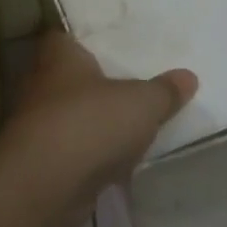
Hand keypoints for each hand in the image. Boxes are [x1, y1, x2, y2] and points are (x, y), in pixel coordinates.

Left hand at [0, 32, 197, 226]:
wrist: (45, 187)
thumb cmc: (90, 124)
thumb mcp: (142, 103)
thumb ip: (165, 90)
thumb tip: (188, 76)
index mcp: (59, 60)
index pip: (61, 38)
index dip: (81, 40)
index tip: (108, 46)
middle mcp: (41, 89)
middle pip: (67, 80)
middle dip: (93, 85)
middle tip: (129, 86)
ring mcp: (38, 129)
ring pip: (69, 118)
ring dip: (92, 124)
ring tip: (129, 126)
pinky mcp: (42, 165)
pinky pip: (72, 153)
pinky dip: (90, 157)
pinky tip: (117, 164)